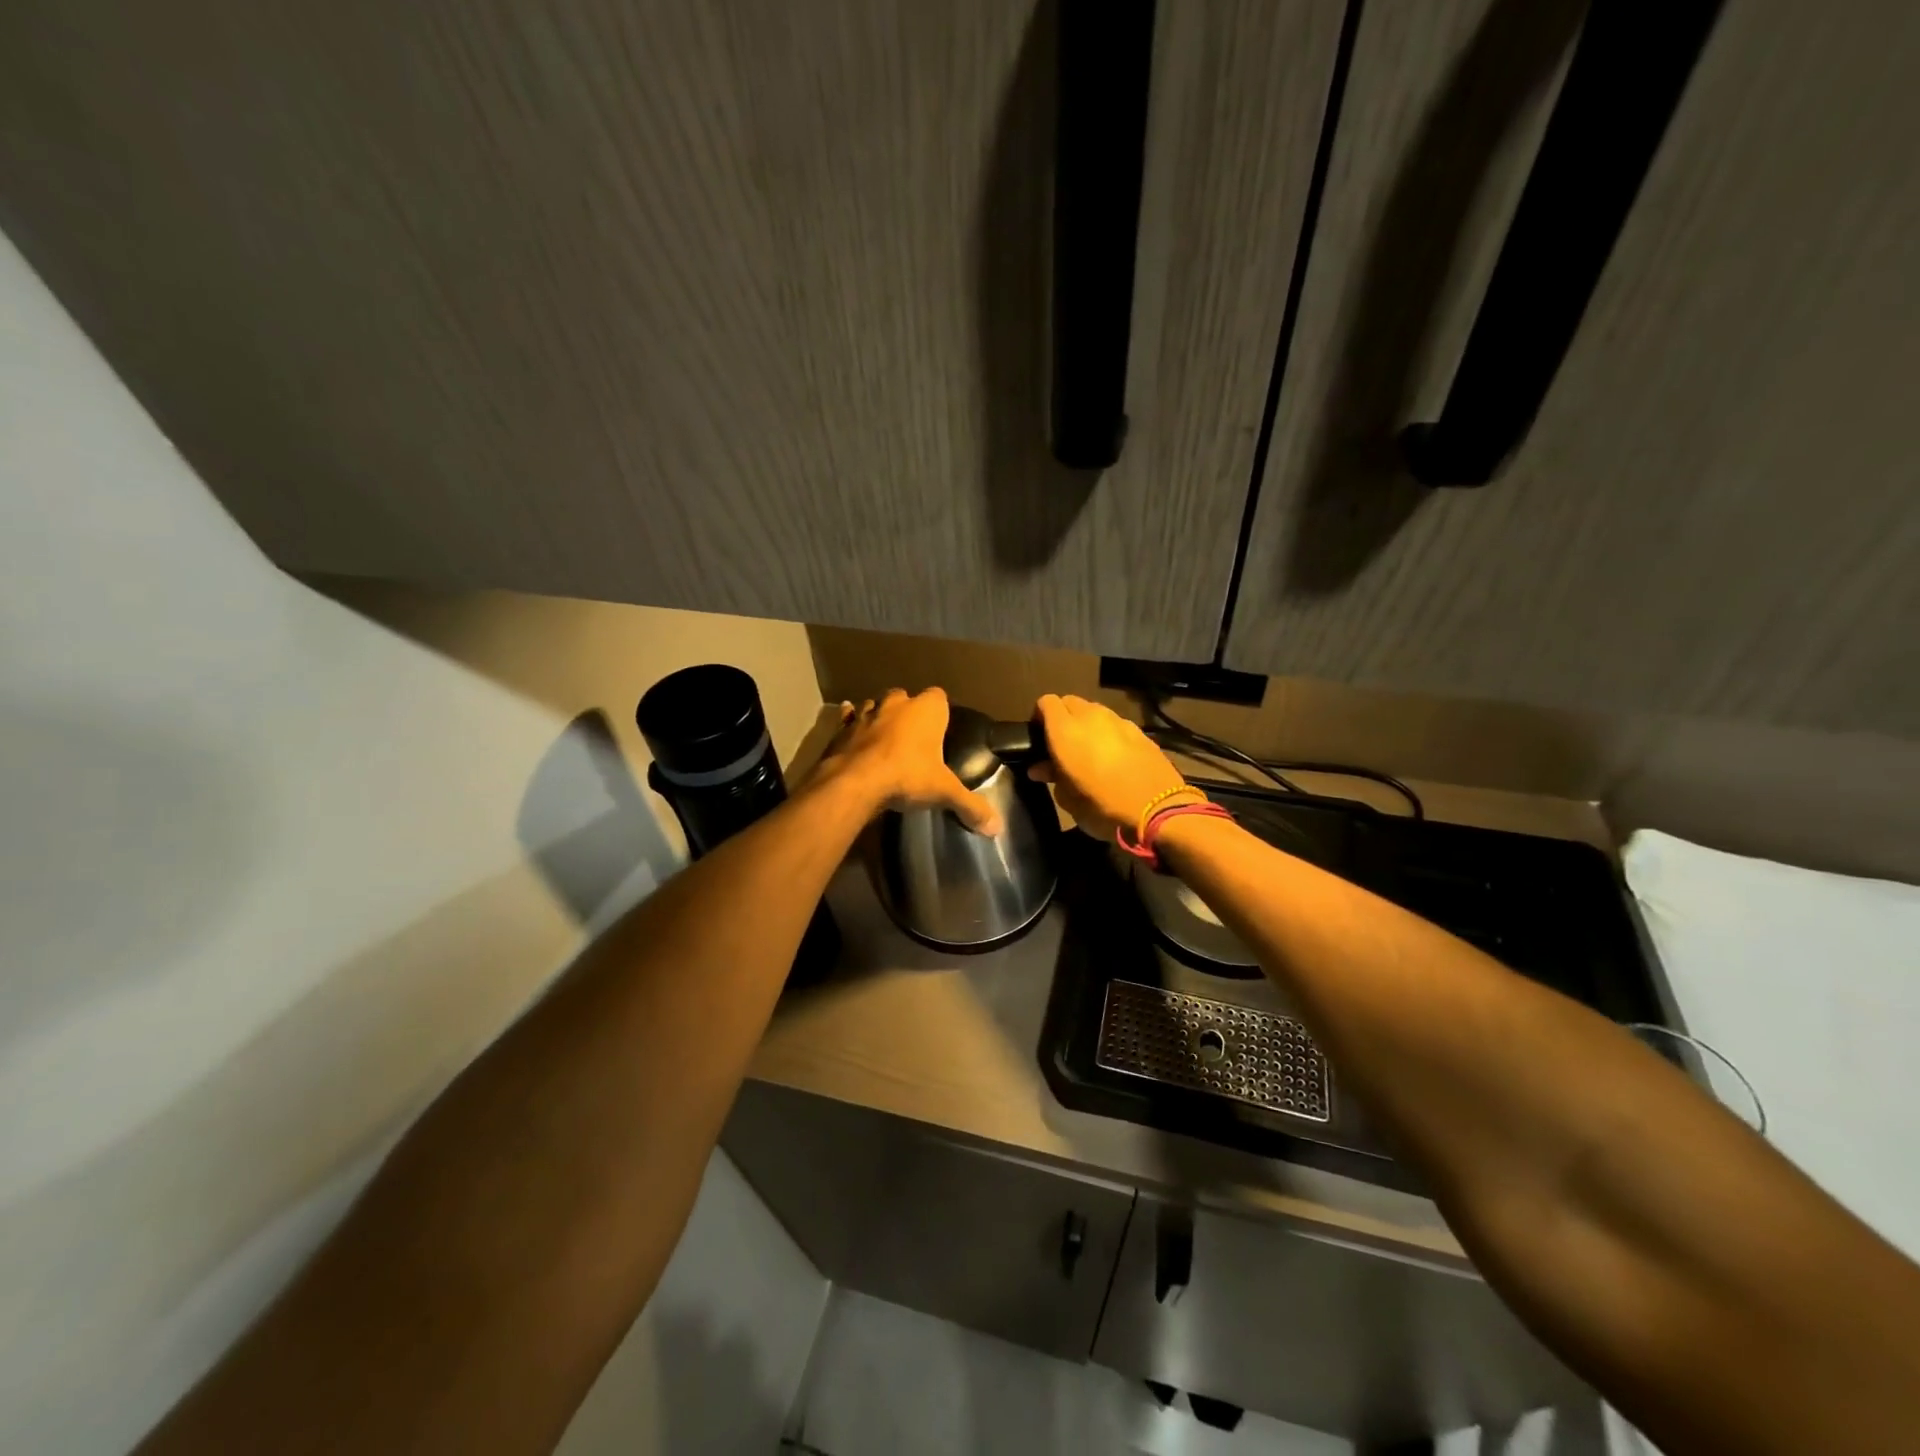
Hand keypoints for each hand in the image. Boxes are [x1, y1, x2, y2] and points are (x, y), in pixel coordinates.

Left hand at [816, 687, 1001, 835]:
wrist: (854, 782)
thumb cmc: (907, 776)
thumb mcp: (944, 792)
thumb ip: (971, 806)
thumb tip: (997, 828)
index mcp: (926, 710)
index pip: (939, 697)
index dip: (939, 711)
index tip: (940, 729)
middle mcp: (896, 704)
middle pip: (905, 697)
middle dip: (908, 712)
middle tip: (913, 738)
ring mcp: (867, 714)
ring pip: (875, 706)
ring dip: (879, 717)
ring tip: (885, 739)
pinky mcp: (843, 729)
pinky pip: (848, 719)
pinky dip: (850, 723)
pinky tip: (850, 731)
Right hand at [1029, 694, 1189, 839]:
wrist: (1158, 809)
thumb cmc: (1102, 806)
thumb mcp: (1068, 799)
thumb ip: (1052, 776)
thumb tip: (1040, 767)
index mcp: (1065, 729)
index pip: (1046, 702)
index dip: (1040, 717)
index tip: (1040, 738)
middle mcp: (1090, 716)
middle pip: (1071, 702)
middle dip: (1063, 718)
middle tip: (1063, 745)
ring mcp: (1119, 721)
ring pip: (1095, 712)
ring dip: (1088, 725)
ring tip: (1090, 751)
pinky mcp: (1140, 731)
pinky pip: (1116, 725)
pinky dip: (1110, 734)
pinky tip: (1115, 758)